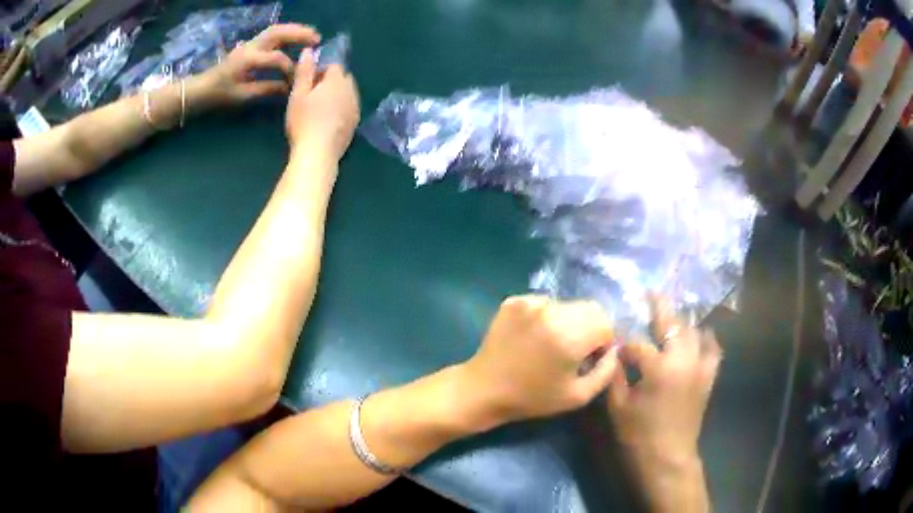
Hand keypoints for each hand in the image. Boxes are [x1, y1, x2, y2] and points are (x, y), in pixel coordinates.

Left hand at [193, 24, 320, 105]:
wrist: (201, 89)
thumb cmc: (219, 94)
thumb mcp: (242, 96)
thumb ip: (266, 89)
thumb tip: (288, 87)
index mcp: (248, 60)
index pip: (276, 58)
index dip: (290, 67)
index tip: (298, 78)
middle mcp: (251, 47)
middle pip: (278, 33)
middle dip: (299, 34)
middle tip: (317, 38)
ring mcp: (250, 44)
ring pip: (275, 30)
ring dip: (294, 30)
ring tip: (311, 34)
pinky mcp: (250, 46)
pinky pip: (271, 34)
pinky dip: (286, 33)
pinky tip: (295, 38)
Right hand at [285, 50, 359, 160]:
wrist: (318, 154)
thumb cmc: (303, 122)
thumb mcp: (298, 94)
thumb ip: (304, 71)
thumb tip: (309, 51)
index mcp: (337, 80)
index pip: (334, 65)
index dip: (320, 70)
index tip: (307, 82)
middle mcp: (352, 91)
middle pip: (343, 78)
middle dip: (330, 81)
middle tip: (311, 95)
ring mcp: (356, 108)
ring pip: (348, 93)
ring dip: (336, 94)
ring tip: (318, 108)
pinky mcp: (355, 123)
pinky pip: (349, 107)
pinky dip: (340, 108)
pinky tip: (327, 120)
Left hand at [461, 296, 617, 425]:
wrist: (484, 389)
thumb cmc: (532, 398)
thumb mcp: (577, 396)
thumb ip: (605, 371)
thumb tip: (614, 350)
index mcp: (569, 335)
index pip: (605, 322)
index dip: (604, 341)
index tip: (591, 358)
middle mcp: (551, 311)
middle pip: (589, 308)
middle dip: (590, 327)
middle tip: (575, 350)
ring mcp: (531, 303)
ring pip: (568, 304)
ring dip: (569, 320)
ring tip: (552, 344)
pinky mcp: (514, 301)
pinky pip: (545, 303)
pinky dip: (548, 316)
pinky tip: (534, 337)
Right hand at [607, 295, 721, 472]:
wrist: (667, 459)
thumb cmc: (638, 436)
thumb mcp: (618, 407)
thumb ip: (615, 376)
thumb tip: (612, 355)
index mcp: (659, 367)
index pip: (637, 345)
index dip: (624, 345)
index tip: (614, 345)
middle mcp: (683, 359)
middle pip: (673, 324)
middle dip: (660, 308)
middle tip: (651, 294)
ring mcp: (700, 366)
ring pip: (694, 332)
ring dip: (682, 322)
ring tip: (672, 317)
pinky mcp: (708, 376)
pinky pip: (713, 349)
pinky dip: (707, 339)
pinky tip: (701, 335)